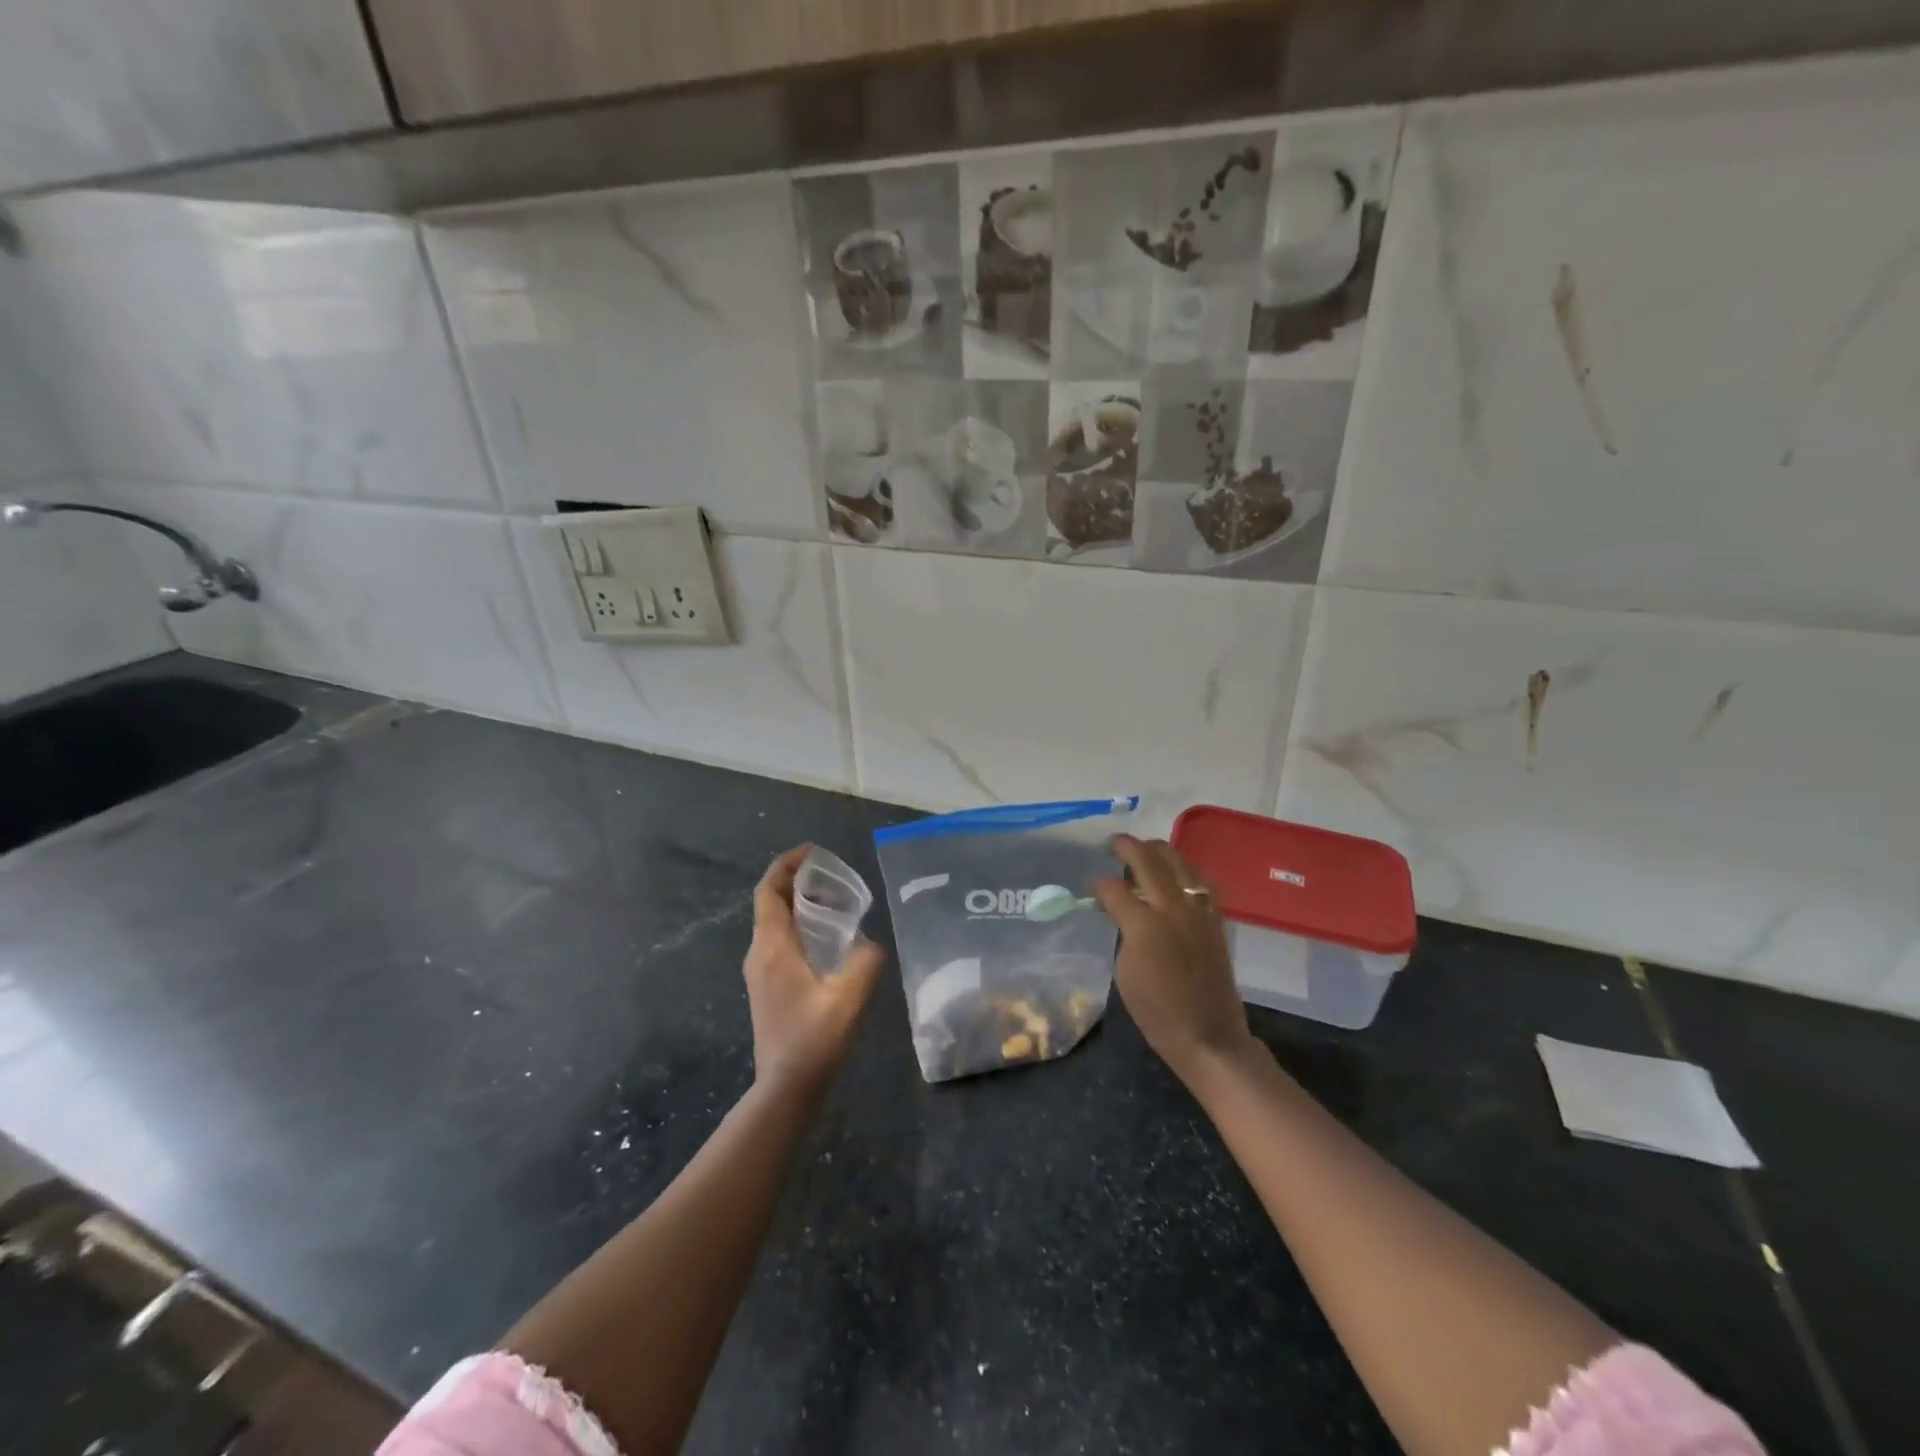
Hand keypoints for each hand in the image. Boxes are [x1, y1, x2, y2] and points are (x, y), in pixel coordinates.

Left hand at [745, 845, 884, 1090]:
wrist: (786, 1088)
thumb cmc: (814, 1039)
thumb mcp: (848, 997)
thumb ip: (864, 961)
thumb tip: (871, 943)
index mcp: (772, 948)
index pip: (769, 891)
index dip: (786, 865)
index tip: (812, 851)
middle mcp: (759, 954)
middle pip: (770, 903)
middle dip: (795, 881)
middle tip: (829, 873)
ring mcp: (759, 972)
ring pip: (773, 923)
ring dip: (796, 904)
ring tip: (832, 900)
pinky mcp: (766, 987)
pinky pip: (778, 941)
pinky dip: (797, 926)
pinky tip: (825, 939)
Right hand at [1093, 835, 1254, 1084]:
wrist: (1207, 1035)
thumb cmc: (1156, 1011)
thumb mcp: (1123, 972)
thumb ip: (1122, 932)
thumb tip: (1118, 911)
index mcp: (1144, 924)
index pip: (1113, 888)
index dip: (1098, 885)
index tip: (1092, 890)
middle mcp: (1172, 907)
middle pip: (1148, 860)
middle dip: (1126, 846)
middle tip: (1113, 844)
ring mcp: (1198, 910)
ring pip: (1179, 861)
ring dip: (1158, 850)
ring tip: (1144, 850)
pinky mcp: (1215, 918)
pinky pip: (1201, 880)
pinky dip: (1185, 869)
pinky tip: (1176, 873)